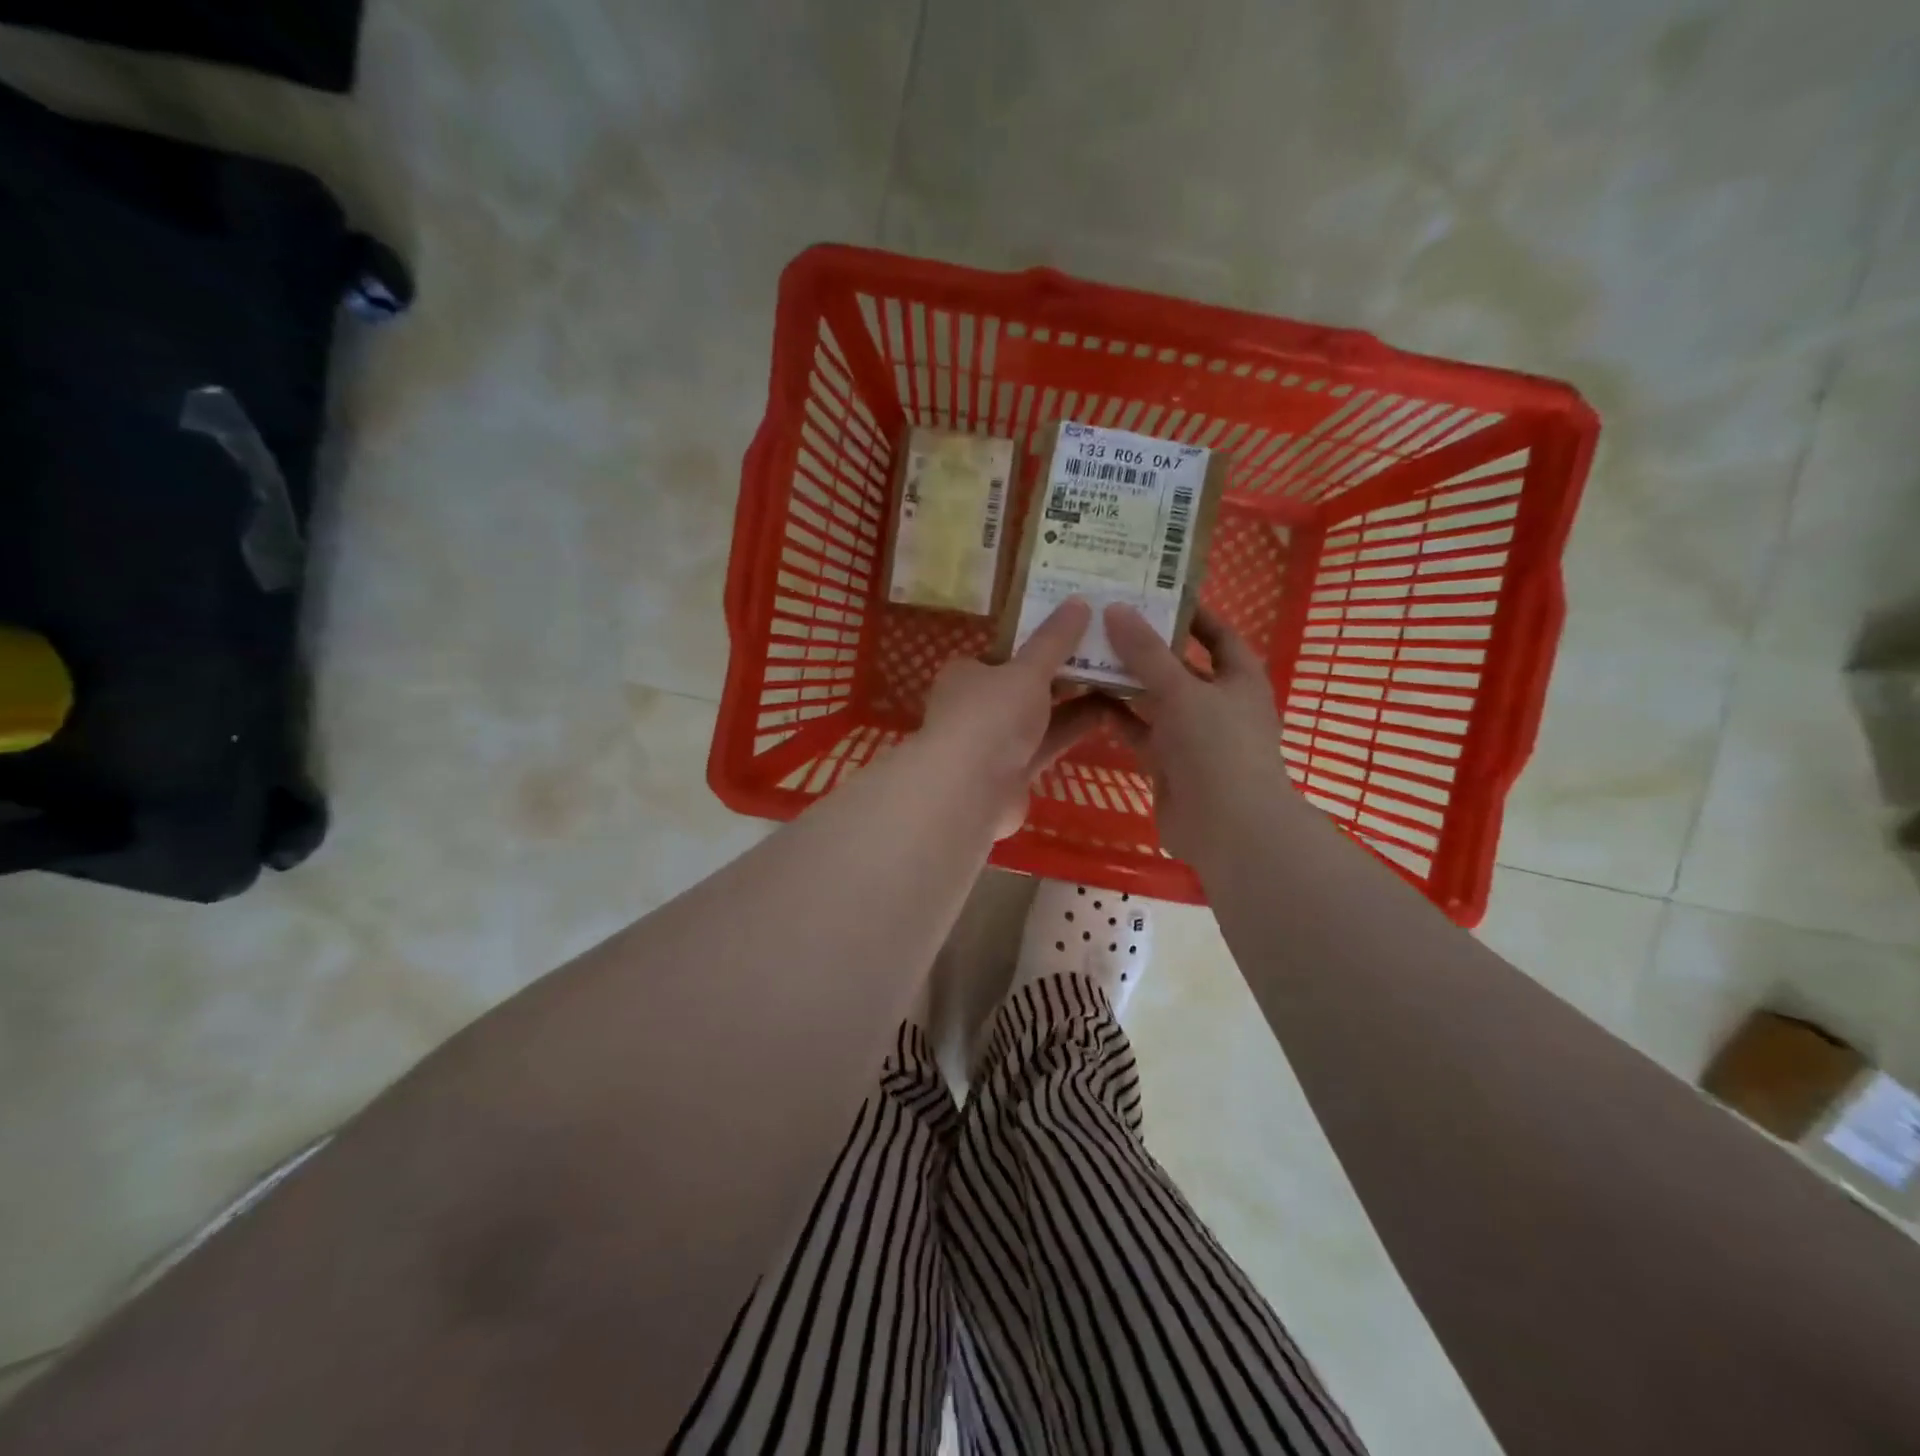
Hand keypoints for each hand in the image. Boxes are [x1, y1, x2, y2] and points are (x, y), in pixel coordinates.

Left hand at [919, 598, 1107, 838]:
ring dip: (1074, 701)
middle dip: (1063, 672)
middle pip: (1025, 684)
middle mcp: (977, 706)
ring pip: (1039, 716)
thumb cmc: (991, 717)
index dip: (1039, 640)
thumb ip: (1053, 640)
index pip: (1005, 651)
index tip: (1078, 629)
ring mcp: (994, 742)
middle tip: (1109, 652)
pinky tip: (1111, 715)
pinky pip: (1047, 744)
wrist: (970, 792)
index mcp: (967, 673)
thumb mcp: (1026, 670)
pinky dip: (1072, 730)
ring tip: (1120, 679)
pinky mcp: (1014, 772)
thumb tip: (1078, 601)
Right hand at [1104, 603, 1294, 861]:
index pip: (1218, 635)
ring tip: (1087, 653)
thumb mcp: (1182, 690)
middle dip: (1146, 646)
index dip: (1192, 613)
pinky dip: (1118, 717)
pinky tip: (1088, 699)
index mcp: (1239, 679)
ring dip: (1126, 682)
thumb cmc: (1217, 746)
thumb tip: (1116, 608)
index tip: (1155, 593)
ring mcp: (1192, 735)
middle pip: (1179, 666)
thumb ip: (1146, 652)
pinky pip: (1140, 731)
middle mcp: (1217, 703)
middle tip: (1105, 620)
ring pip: (1155, 700)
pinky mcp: (1168, 762)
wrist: (1226, 827)